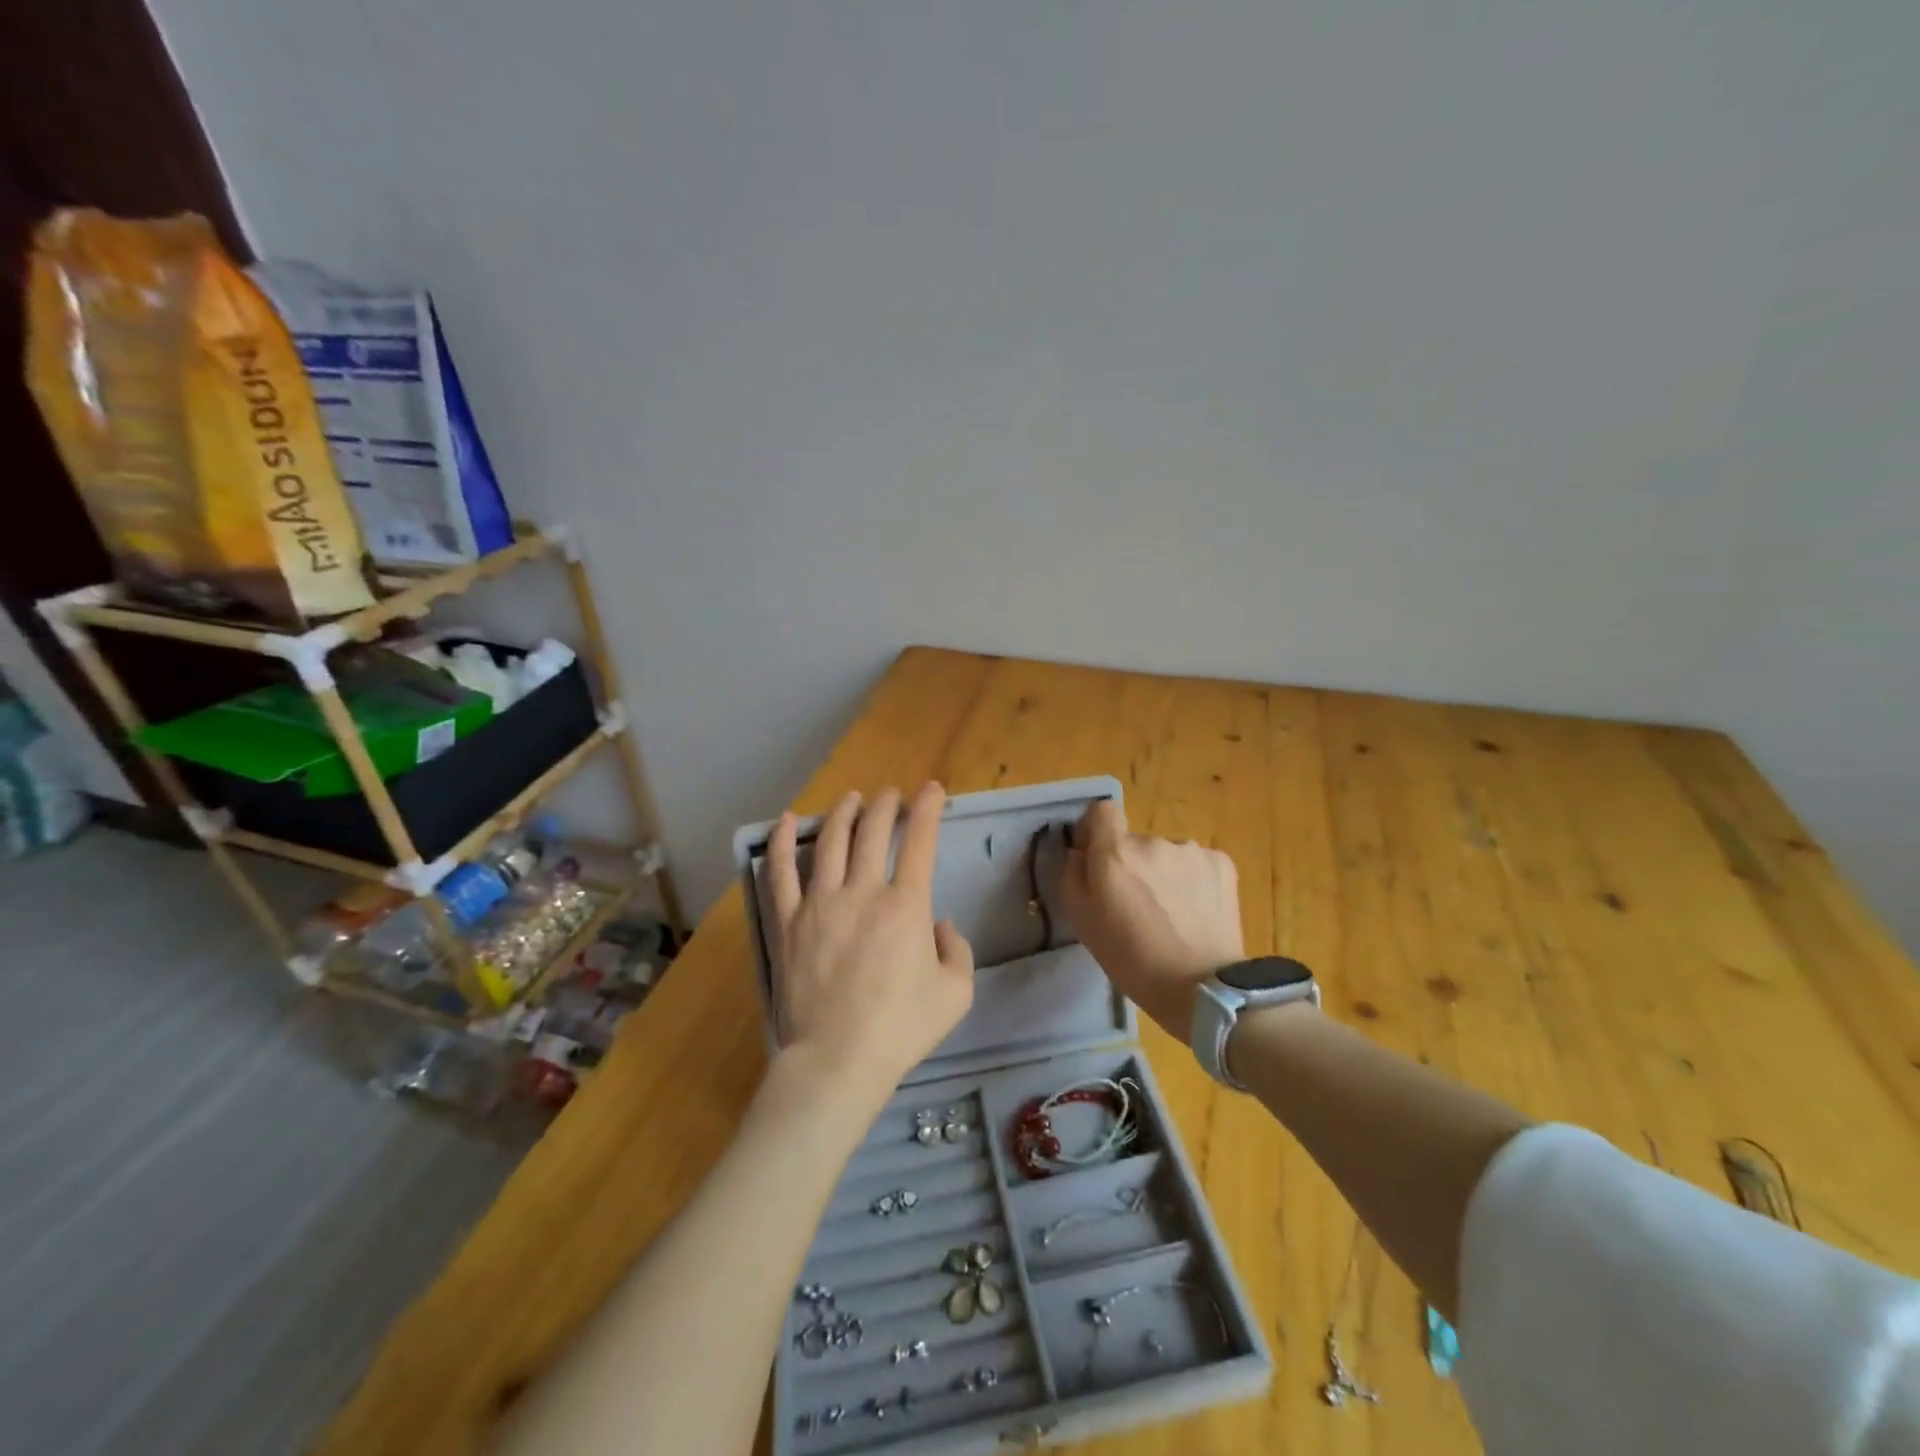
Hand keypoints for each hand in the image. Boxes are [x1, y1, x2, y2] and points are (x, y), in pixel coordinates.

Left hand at [767, 783, 974, 1104]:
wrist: (837, 1060)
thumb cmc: (900, 1028)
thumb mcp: (956, 993)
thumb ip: (957, 950)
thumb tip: (940, 925)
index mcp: (906, 905)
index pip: (920, 841)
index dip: (927, 809)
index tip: (931, 790)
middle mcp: (862, 892)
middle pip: (872, 831)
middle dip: (886, 804)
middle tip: (891, 794)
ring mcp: (819, 904)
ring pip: (829, 841)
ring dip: (843, 813)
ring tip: (852, 798)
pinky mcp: (787, 922)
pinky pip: (780, 873)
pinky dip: (780, 843)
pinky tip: (784, 821)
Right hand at [1062, 800, 1245, 1038]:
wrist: (1203, 989)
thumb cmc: (1133, 961)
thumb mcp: (1083, 923)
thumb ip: (1072, 876)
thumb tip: (1079, 851)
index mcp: (1114, 853)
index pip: (1101, 811)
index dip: (1097, 831)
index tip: (1098, 859)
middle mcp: (1152, 841)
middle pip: (1134, 842)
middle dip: (1132, 865)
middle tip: (1138, 906)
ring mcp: (1190, 850)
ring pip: (1166, 854)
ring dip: (1164, 874)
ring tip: (1172, 915)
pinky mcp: (1222, 863)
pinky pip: (1196, 864)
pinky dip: (1193, 882)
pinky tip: (1196, 913)